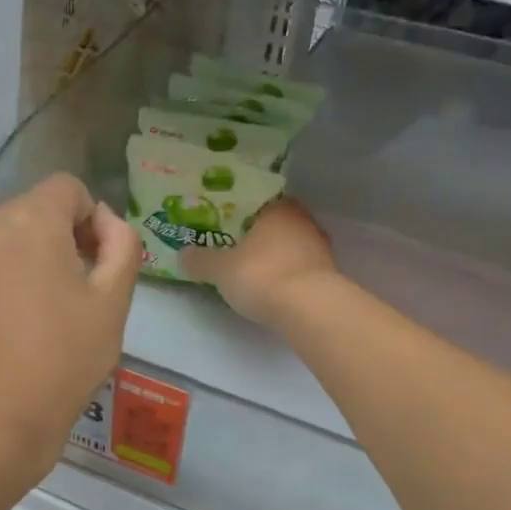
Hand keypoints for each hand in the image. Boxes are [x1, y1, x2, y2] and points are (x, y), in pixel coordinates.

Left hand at [0, 174, 137, 483]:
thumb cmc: (64, 364)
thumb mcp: (114, 304)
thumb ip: (121, 243)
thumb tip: (104, 218)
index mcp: (33, 223)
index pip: (65, 188)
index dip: (85, 219)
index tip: (88, 262)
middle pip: (23, 214)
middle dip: (44, 242)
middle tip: (55, 297)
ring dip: (4, 262)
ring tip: (14, 317)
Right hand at [180, 197, 338, 329]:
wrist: (310, 309)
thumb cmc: (262, 275)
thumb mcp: (220, 269)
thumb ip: (201, 260)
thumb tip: (183, 254)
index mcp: (277, 208)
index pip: (257, 200)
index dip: (239, 211)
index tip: (223, 223)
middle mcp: (302, 220)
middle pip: (274, 223)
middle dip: (256, 234)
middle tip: (233, 246)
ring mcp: (320, 247)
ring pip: (289, 245)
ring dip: (273, 255)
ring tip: (251, 268)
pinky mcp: (328, 274)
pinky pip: (299, 267)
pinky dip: (286, 273)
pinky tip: (272, 286)